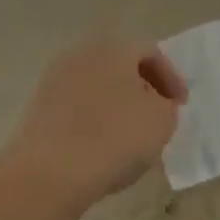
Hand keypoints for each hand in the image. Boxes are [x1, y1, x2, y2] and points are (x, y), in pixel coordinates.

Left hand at [2, 30, 187, 209]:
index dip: (171, 78)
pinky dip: (94, 118)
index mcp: (113, 47)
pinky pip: (77, 106)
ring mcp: (55, 79)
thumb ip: (166, 105)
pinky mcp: (39, 107)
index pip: (150, 52)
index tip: (181, 105)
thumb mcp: (161, 120)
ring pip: (97, 85)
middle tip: (157, 113)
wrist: (49, 172)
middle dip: (141, 87)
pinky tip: (102, 145)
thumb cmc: (114, 137)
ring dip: (116, 103)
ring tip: (131, 133)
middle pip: (119, 65)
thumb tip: (155, 103)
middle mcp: (81, 53)